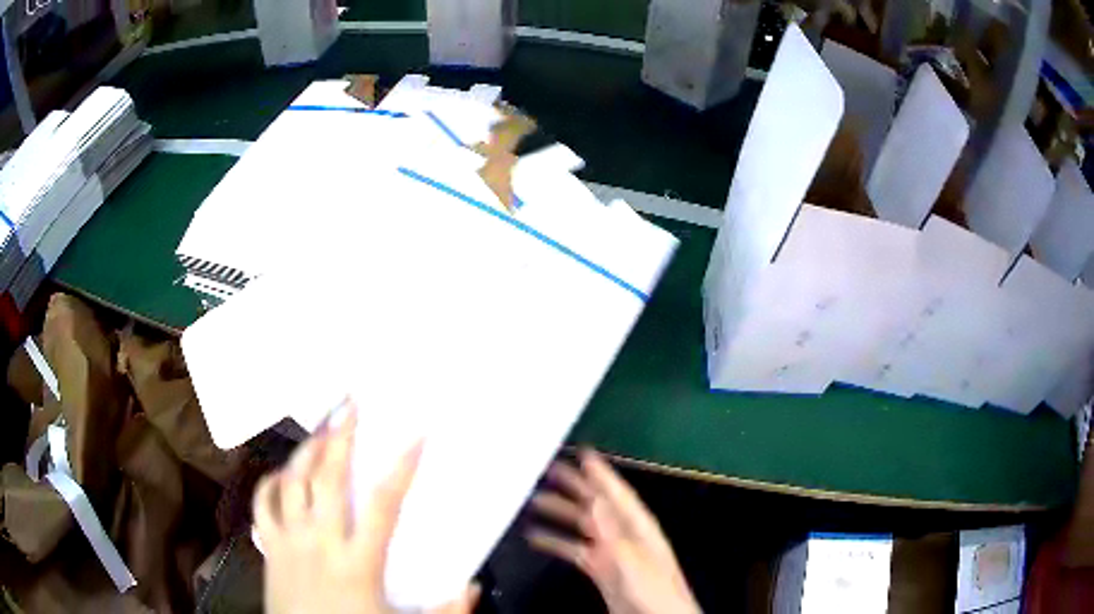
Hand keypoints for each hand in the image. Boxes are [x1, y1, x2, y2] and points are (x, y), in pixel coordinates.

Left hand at [253, 401, 478, 613]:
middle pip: (328, 477)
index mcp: (357, 562)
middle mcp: (320, 541)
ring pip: (293, 481)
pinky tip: (283, 471)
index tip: (417, 435)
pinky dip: (272, 481)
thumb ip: (445, 613)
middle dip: (341, 435)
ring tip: (322, 426)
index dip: (401, 468)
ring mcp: (289, 540)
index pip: (382, 505)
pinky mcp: (270, 545)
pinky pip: (264, 503)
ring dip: (307, 449)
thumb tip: (471, 587)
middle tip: (351, 402)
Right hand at [527, 450, 699, 613]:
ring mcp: (612, 554)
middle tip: (550, 468)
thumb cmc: (655, 591)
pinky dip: (557, 542)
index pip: (618, 493)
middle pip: (597, 505)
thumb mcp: (634, 559)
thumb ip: (614, 531)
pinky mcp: (602, 571)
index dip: (601, 473)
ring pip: (583, 525)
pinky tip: (538, 537)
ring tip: (535, 500)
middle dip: (575, 486)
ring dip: (561, 512)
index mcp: (638, 528)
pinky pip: (575, 550)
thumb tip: (596, 500)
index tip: (583, 452)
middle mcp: (624, 536)